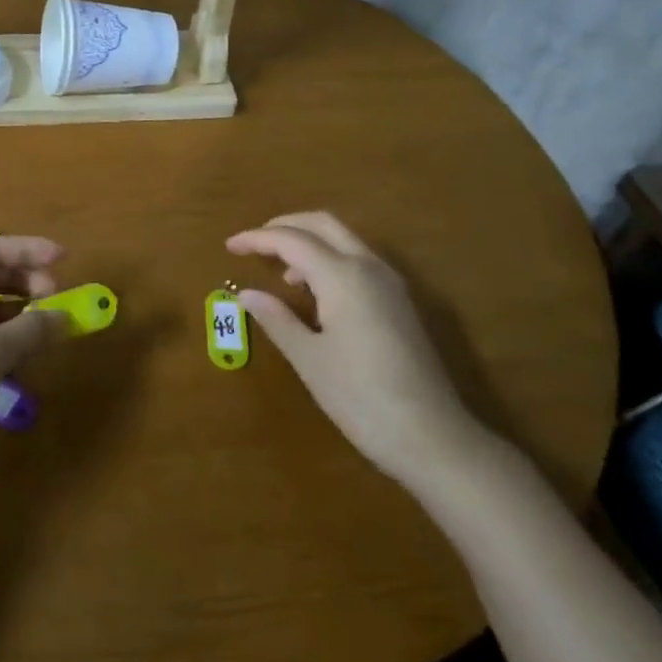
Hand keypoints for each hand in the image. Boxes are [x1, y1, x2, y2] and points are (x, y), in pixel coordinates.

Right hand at [227, 212, 488, 490]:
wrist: (432, 436)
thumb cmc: (361, 397)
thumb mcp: (309, 359)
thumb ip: (276, 319)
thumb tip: (246, 293)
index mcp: (343, 276)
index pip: (291, 240)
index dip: (257, 239)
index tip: (229, 246)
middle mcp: (369, 267)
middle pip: (323, 224)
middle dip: (285, 226)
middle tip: (254, 243)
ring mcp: (390, 283)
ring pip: (344, 240)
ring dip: (309, 242)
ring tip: (280, 272)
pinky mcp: (399, 302)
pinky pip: (358, 261)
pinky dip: (329, 260)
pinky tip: (314, 293)